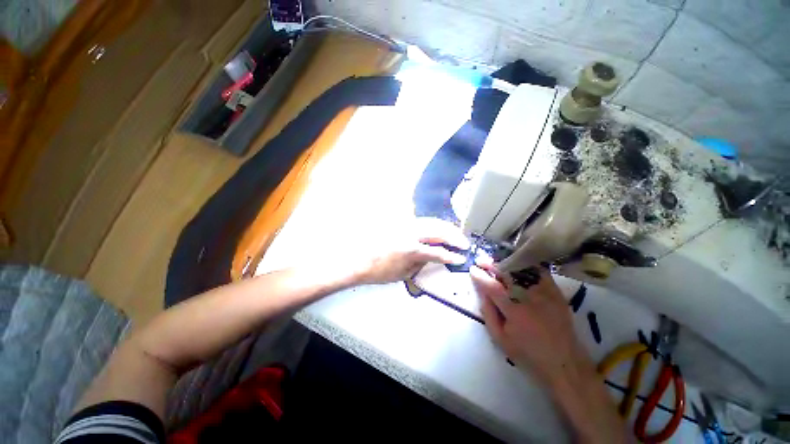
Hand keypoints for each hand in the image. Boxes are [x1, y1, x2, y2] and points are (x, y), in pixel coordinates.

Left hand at [354, 218, 469, 284]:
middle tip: (464, 243)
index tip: (461, 258)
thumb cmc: (380, 272)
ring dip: (446, 227)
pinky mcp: (400, 222)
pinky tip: (438, 227)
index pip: (437, 252)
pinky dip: (433, 223)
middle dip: (454, 236)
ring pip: (431, 221)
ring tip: (455, 233)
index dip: (451, 256)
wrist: (359, 261)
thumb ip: (420, 264)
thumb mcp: (403, 274)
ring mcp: (404, 225)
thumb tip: (432, 257)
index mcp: (411, 250)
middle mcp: (410, 233)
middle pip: (438, 231)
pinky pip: (420, 220)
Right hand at [470, 264, 587, 383]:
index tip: (472, 269)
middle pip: (507, 273)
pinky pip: (539, 271)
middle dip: (491, 264)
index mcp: (515, 311)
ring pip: (522, 269)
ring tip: (495, 261)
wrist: (564, 361)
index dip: (480, 276)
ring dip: (506, 263)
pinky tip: (516, 263)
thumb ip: (488, 312)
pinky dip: (525, 265)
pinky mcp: (556, 291)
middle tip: (481, 261)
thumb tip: (482, 291)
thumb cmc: (528, 353)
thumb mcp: (500, 338)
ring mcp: (545, 292)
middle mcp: (530, 298)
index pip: (493, 287)